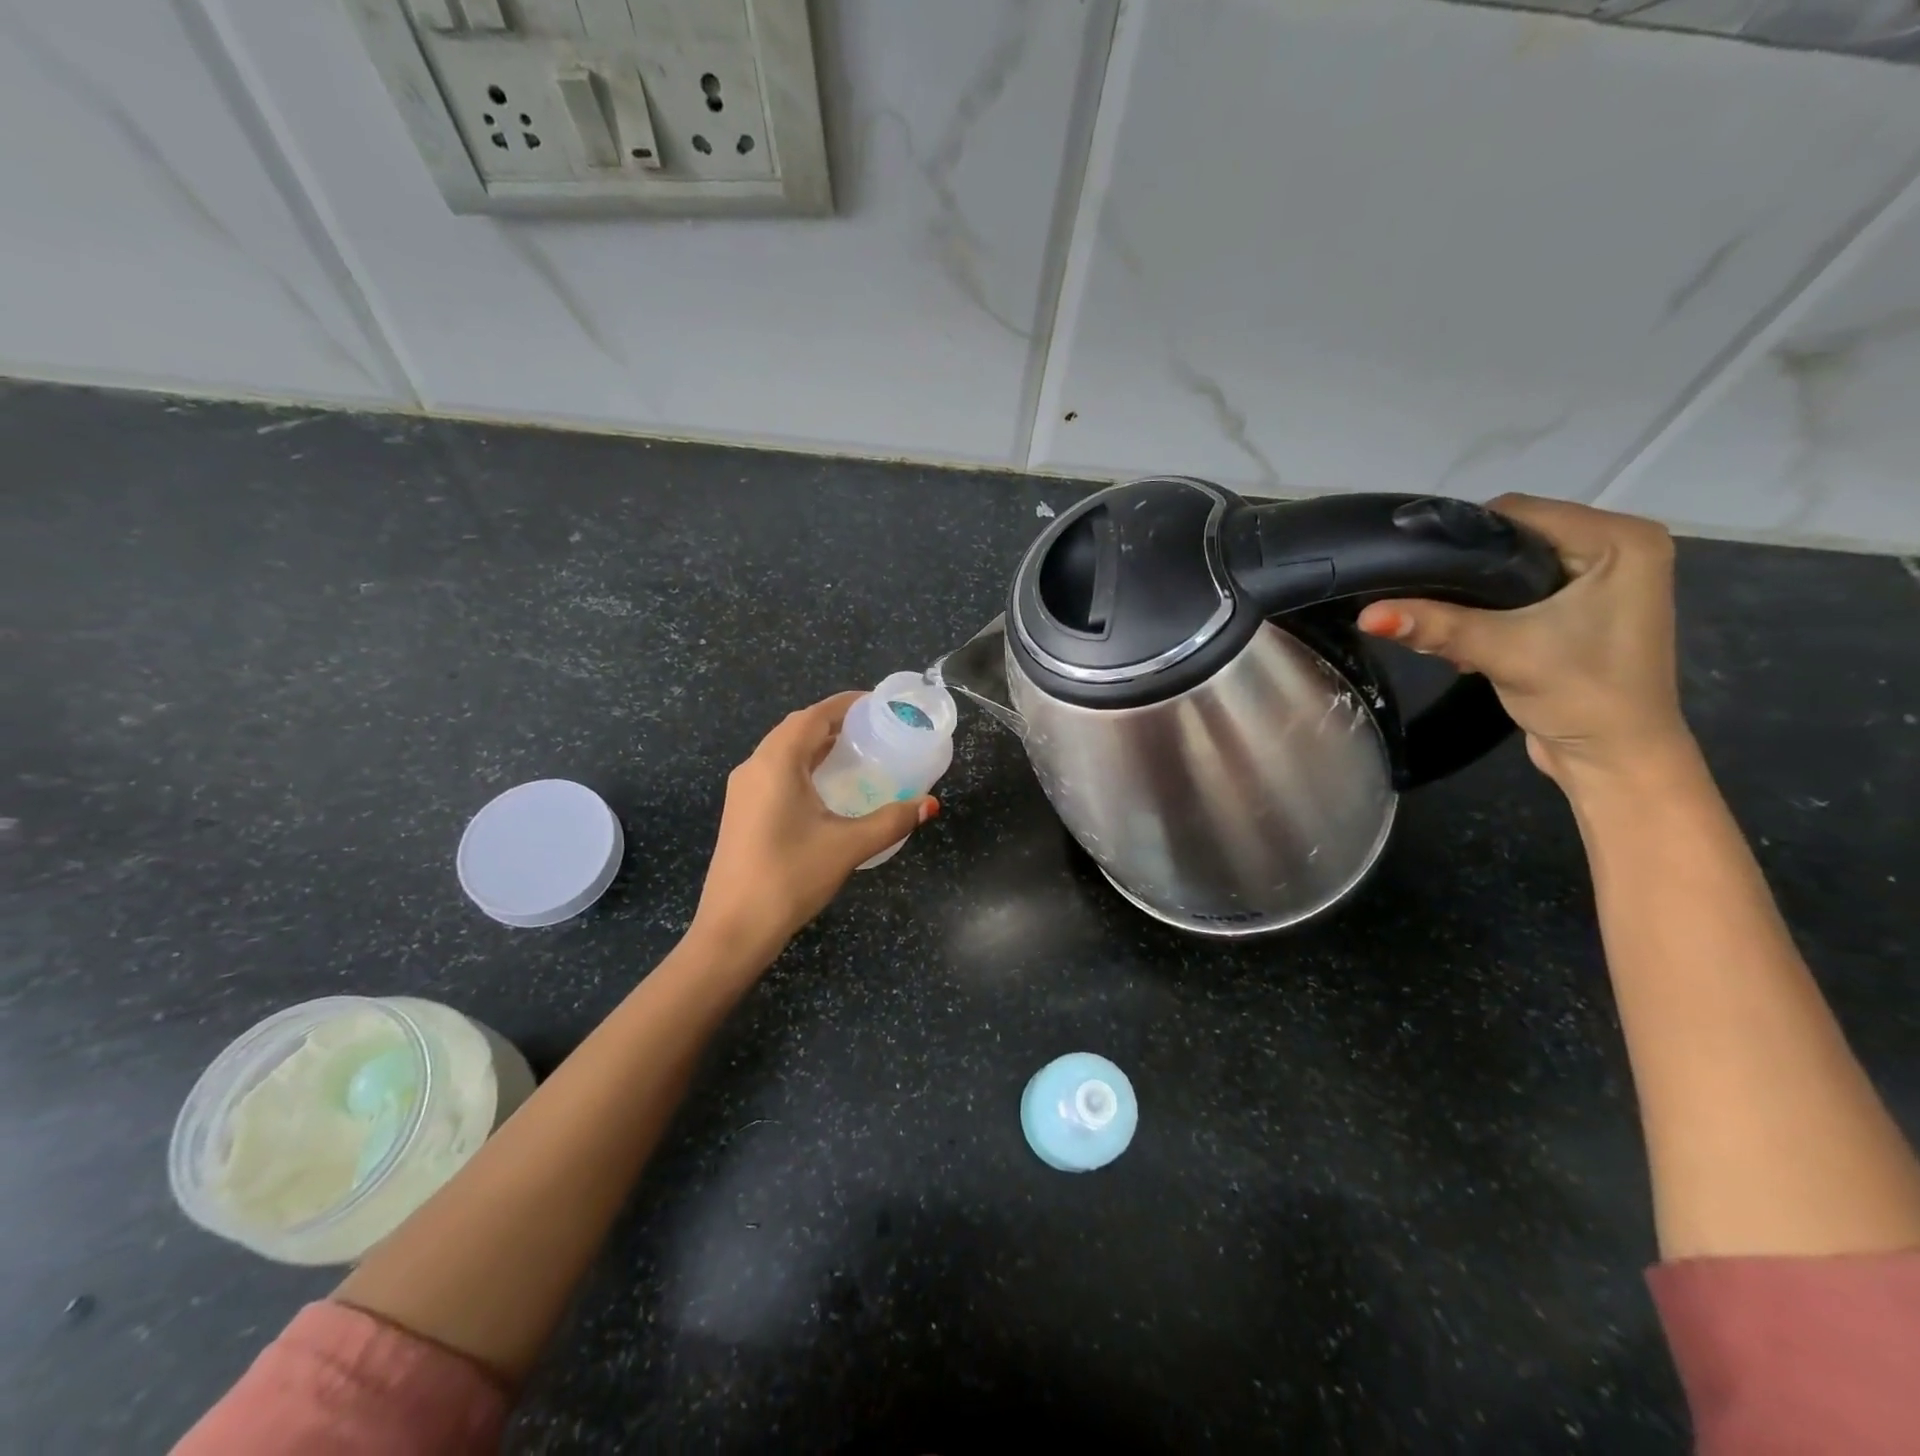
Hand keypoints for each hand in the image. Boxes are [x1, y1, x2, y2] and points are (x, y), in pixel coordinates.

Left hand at [690, 692, 937, 966]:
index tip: (877, 704)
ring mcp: (743, 791)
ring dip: (816, 744)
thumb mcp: (848, 846)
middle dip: (833, 722)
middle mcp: (754, 767)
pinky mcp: (741, 811)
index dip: (845, 704)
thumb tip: (930, 804)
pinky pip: (775, 772)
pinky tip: (826, 787)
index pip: (813, 716)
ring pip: (782, 751)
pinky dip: (803, 766)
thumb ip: (891, 821)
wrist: (733, 929)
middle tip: (873, 729)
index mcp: (776, 763)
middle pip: (796, 729)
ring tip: (855, 752)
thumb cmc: (790, 878)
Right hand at [1358, 495, 1694, 788]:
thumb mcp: (1503, 651)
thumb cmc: (1581, 695)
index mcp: (1620, 540)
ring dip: (1470, 594)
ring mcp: (1601, 578)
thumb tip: (1367, 614)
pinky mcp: (1582, 606)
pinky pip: (1519, 588)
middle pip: (1512, 538)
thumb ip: (1436, 626)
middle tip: (1422, 601)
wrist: (1614, 759)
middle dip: (1463, 571)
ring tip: (1440, 624)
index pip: (1518, 513)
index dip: (1460, 538)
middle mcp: (1616, 547)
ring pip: (1510, 565)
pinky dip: (1487, 608)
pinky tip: (1466, 636)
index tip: (1411, 566)